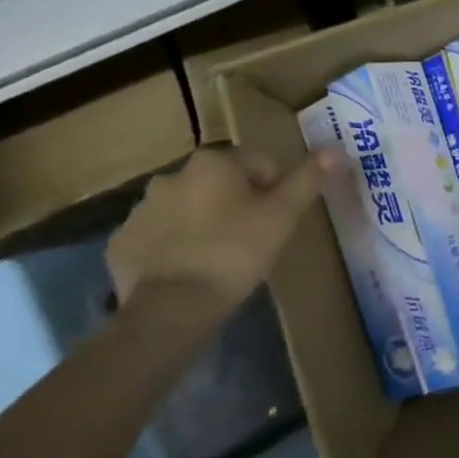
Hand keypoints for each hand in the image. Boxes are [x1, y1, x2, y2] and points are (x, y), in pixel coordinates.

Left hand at [107, 147, 338, 310]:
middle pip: (219, 184)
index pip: (259, 164)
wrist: (172, 308)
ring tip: (219, 260)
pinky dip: (172, 248)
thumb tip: (336, 149)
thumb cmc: (235, 252)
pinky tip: (187, 273)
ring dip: (203, 224)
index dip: (274, 192)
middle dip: (235, 204)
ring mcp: (141, 210)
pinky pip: (157, 238)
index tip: (277, 222)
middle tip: (251, 241)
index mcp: (213, 162)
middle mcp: (172, 175)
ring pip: (186, 209)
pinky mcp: (122, 243)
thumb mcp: (282, 216)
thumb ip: (307, 180)